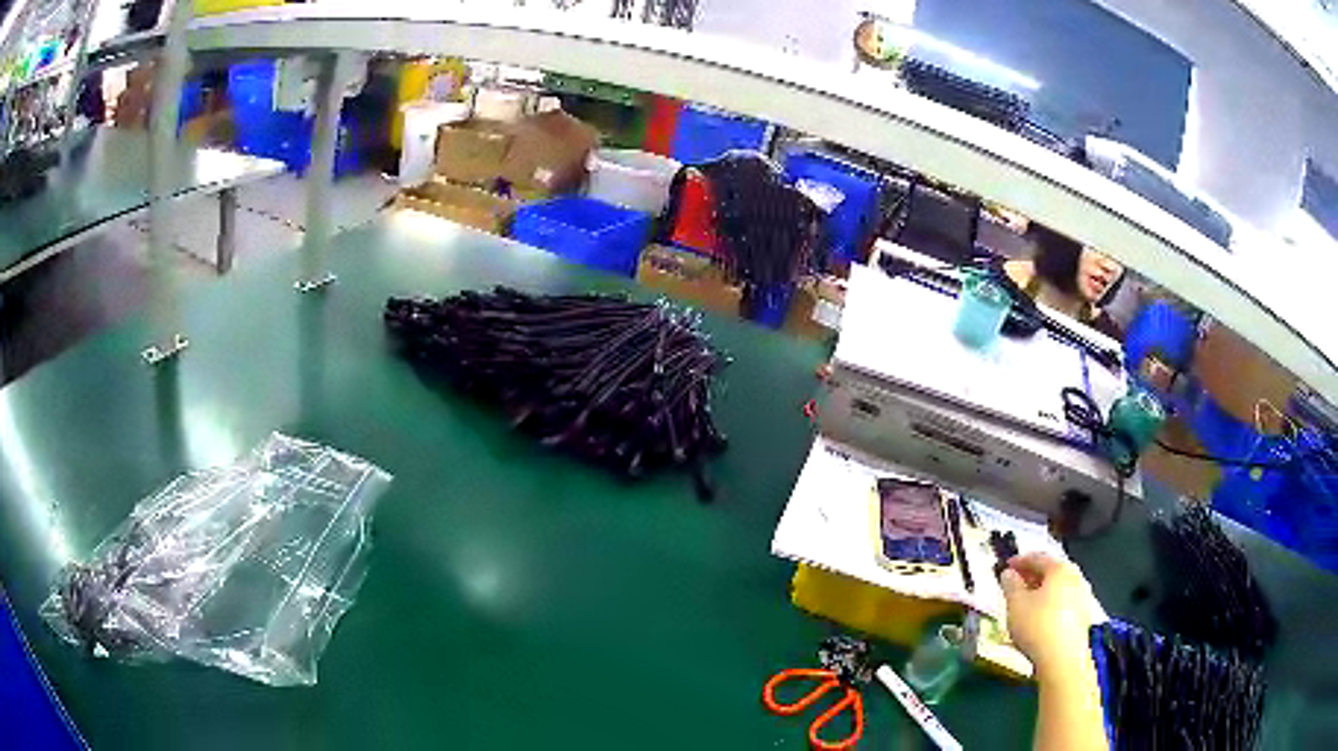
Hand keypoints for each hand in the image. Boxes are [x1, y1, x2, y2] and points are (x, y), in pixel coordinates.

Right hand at [1000, 552, 1099, 676]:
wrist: (1063, 658)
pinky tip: (1041, 617)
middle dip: (1033, 576)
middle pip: (1051, 571)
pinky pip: (1064, 601)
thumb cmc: (1037, 626)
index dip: (1020, 561)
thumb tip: (1009, 573)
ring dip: (1043, 590)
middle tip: (1016, 583)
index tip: (1006, 566)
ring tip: (1027, 601)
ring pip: (1059, 587)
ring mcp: (1082, 596)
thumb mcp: (1015, 604)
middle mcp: (1075, 576)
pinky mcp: (1083, 615)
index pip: (1038, 557)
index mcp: (1059, 568)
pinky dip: (1051, 603)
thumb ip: (1011, 585)